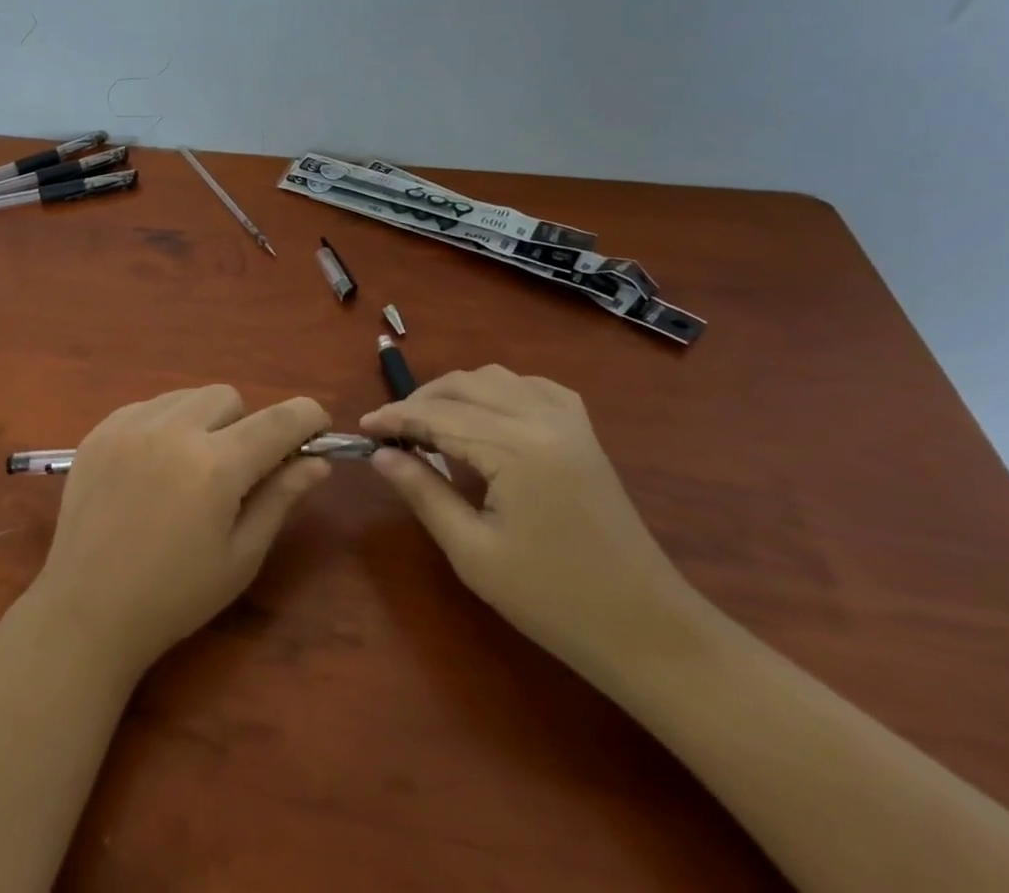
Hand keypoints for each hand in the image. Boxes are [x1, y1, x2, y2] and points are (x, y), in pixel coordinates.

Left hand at [32, 386, 331, 672]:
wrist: (87, 611)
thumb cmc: (175, 595)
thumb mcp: (240, 556)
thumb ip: (280, 498)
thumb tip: (316, 461)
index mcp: (215, 466)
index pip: (277, 421)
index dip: (306, 417)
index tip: (317, 426)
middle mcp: (173, 431)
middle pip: (228, 397)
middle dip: (243, 426)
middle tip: (232, 473)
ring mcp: (130, 425)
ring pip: (187, 396)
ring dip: (202, 421)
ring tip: (187, 469)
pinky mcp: (100, 429)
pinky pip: (148, 405)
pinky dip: (163, 425)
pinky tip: (151, 468)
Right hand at [361, 365, 701, 672]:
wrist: (646, 629)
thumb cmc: (553, 601)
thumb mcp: (474, 553)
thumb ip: (423, 492)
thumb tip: (381, 455)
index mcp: (516, 448)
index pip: (439, 415)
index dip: (395, 417)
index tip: (362, 426)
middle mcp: (542, 418)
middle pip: (464, 385)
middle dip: (420, 401)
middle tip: (391, 431)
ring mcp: (569, 420)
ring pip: (495, 378)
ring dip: (455, 392)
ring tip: (429, 424)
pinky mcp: (584, 431)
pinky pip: (531, 386)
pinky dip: (497, 390)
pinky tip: (485, 414)